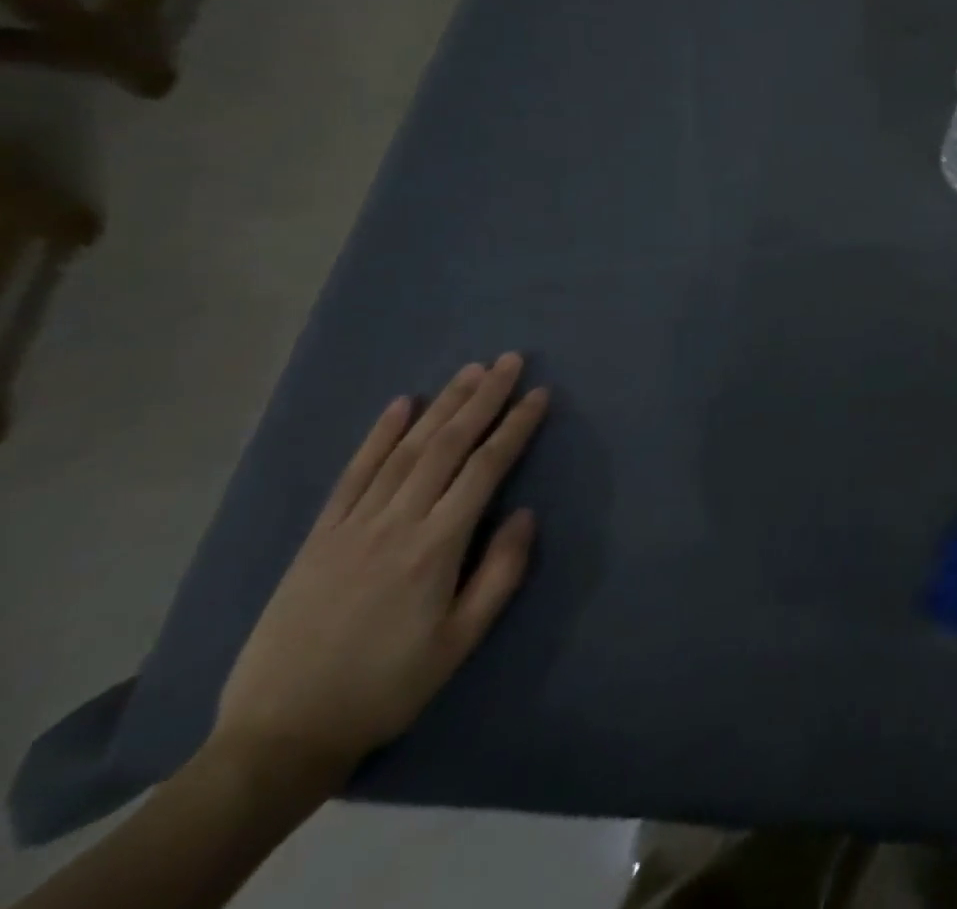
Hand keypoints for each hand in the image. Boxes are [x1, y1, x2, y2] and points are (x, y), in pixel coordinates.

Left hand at [210, 355, 548, 786]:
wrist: (280, 734)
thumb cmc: (387, 686)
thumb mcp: (460, 642)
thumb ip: (500, 573)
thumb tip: (526, 514)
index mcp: (435, 547)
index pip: (485, 469)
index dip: (514, 427)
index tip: (539, 394)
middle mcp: (396, 523)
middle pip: (447, 446)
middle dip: (482, 398)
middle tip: (509, 360)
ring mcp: (352, 526)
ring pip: (405, 450)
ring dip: (441, 405)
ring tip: (470, 371)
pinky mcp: (319, 537)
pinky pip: (353, 475)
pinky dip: (378, 436)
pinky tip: (400, 405)